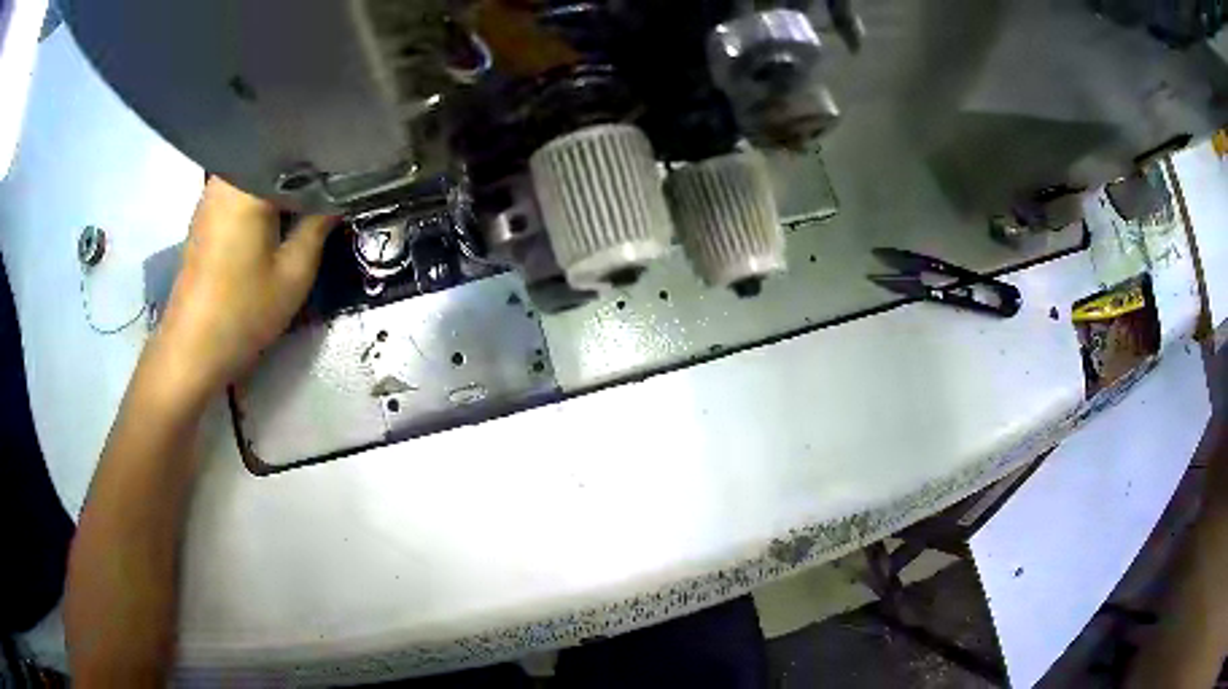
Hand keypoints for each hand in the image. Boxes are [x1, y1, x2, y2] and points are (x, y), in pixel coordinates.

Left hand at [153, 178, 336, 399]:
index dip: (329, 157)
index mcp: (249, 183)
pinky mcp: (206, 215)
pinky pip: (243, 189)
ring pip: (259, 173)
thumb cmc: (243, 312)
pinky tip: (280, 213)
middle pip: (275, 156)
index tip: (354, 168)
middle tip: (339, 181)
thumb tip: (342, 194)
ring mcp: (212, 195)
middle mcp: (227, 178)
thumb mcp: (294, 273)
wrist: (192, 350)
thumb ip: (320, 225)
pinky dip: (264, 196)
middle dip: (307, 167)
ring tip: (314, 195)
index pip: (297, 151)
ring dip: (285, 183)